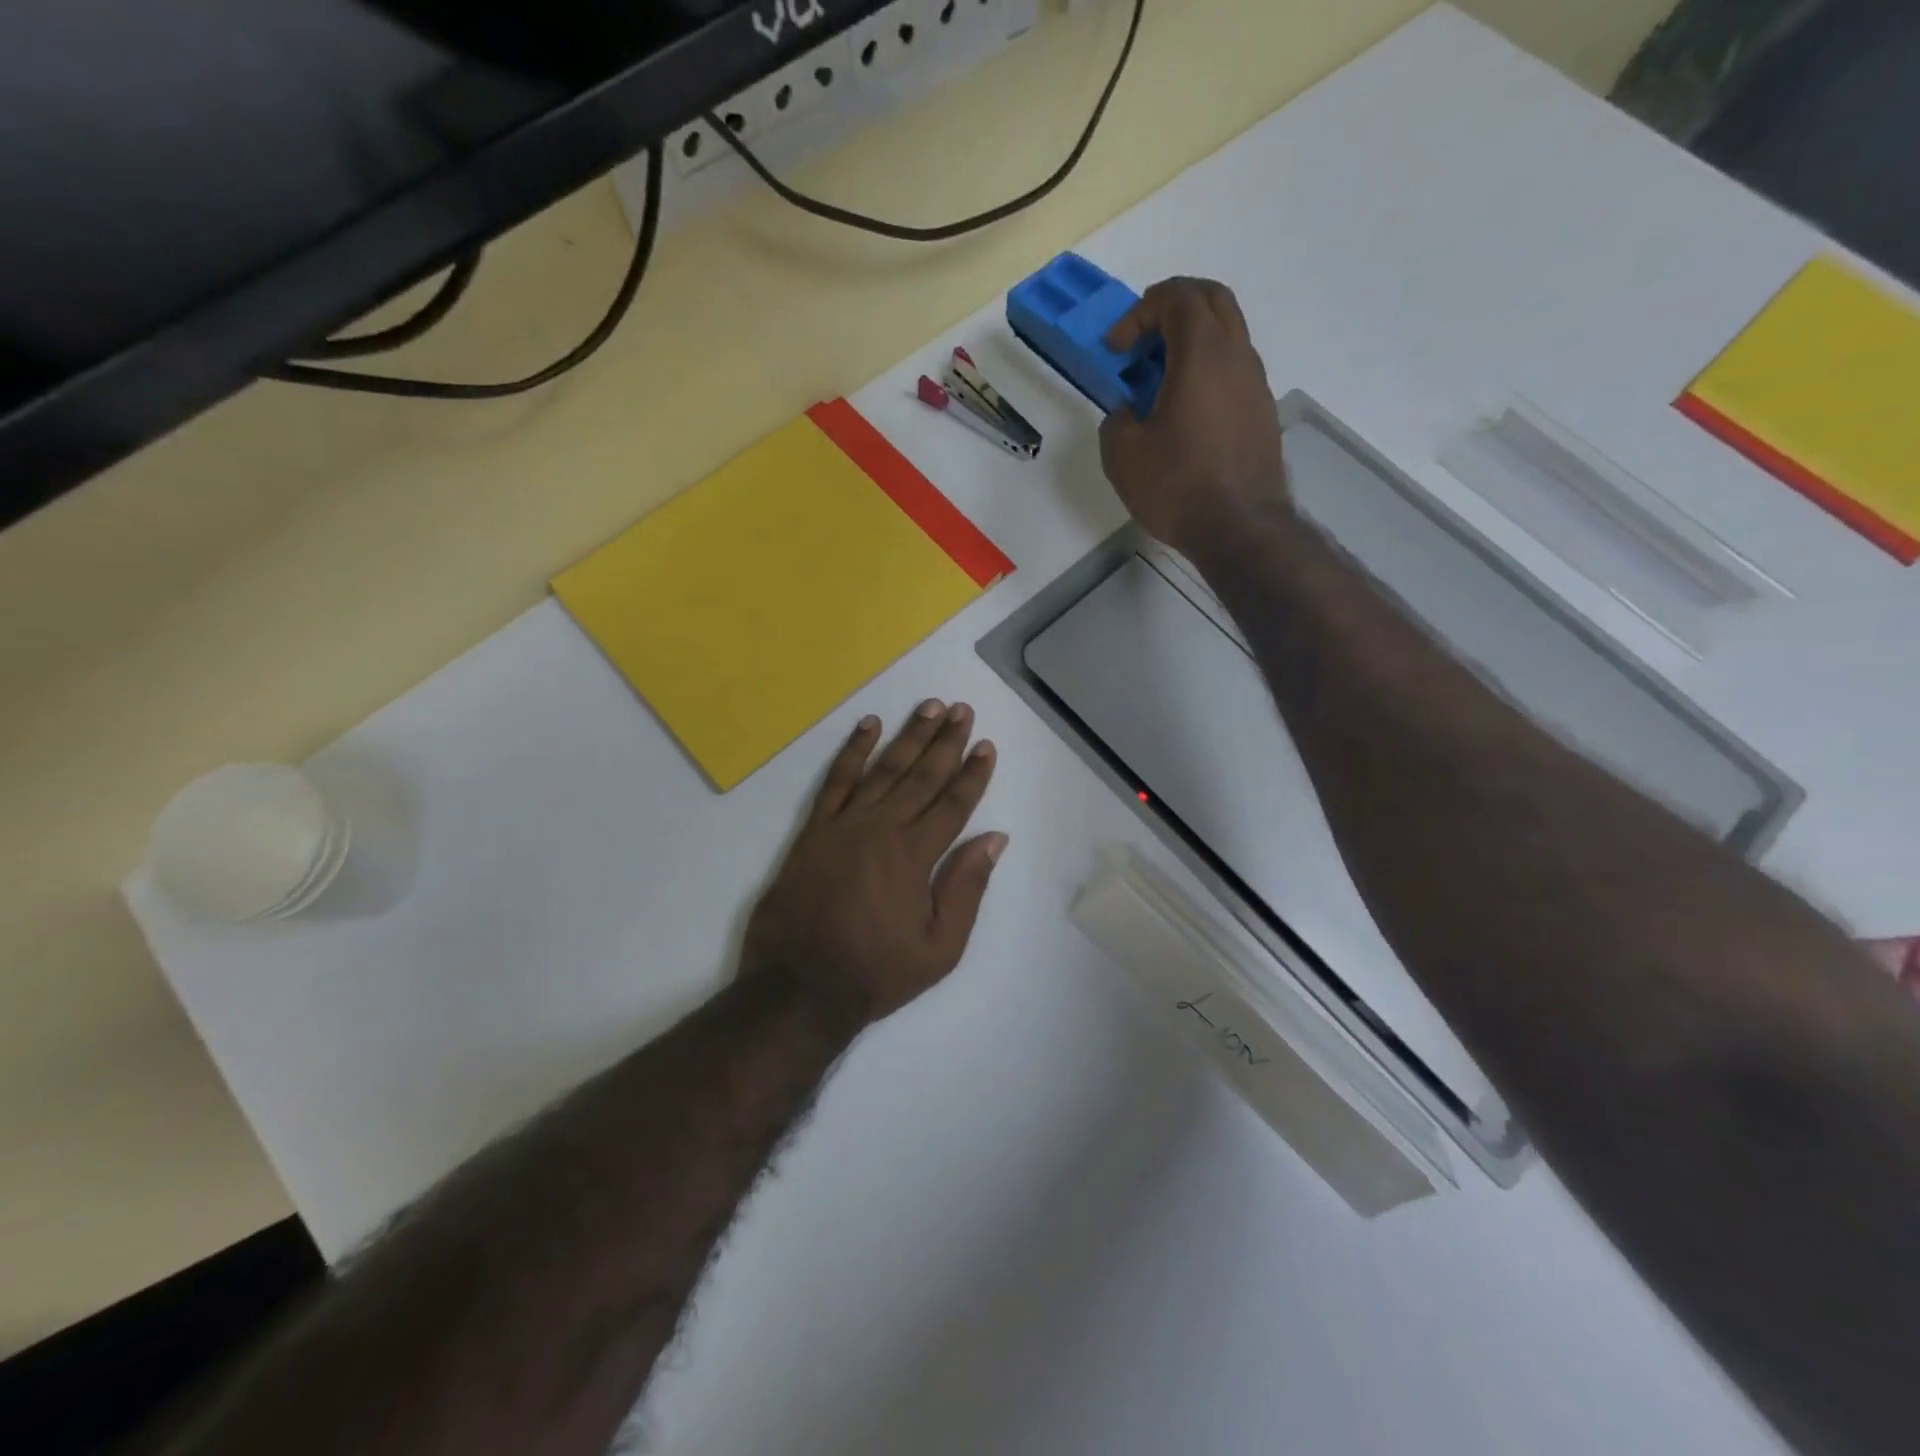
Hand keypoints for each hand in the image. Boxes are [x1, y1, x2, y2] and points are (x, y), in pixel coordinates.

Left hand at [743, 701, 1006, 1031]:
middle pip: (922, 776)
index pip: (953, 804)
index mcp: (914, 856)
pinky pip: (836, 780)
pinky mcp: (814, 829)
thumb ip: (966, 888)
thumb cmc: (876, 972)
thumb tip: (994, 839)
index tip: (985, 745)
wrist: (799, 986)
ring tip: (929, 707)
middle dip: (946, 741)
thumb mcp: (939, 947)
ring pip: (884, 769)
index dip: (973, 773)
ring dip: (909, 736)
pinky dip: (852, 751)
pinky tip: (868, 725)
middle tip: (963, 709)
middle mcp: (882, 829)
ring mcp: (844, 825)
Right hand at [1098, 277, 1291, 557]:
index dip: (1140, 312)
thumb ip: (1116, 419)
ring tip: (1160, 383)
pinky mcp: (1261, 414)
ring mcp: (1256, 384)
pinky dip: (1207, 372)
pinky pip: (1233, 371)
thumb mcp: (1123, 454)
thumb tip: (1128, 413)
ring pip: (1227, 335)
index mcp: (1202, 354)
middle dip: (1172, 309)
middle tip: (1142, 342)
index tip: (1117, 350)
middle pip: (1212, 300)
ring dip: (1191, 343)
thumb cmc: (1177, 486)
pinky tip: (1185, 413)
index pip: (1177, 297)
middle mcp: (1237, 356)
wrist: (1239, 528)